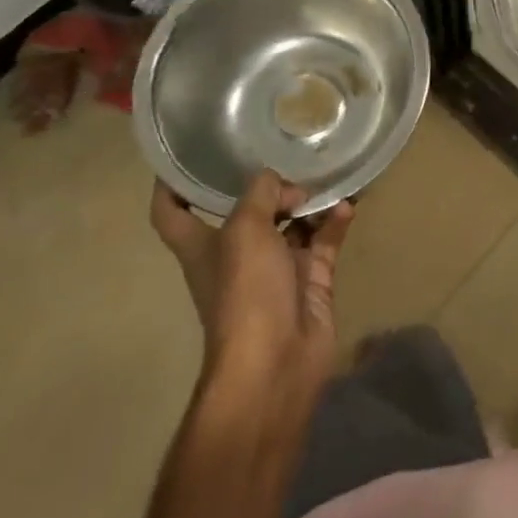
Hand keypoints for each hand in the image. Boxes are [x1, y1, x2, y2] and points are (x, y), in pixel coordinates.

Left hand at [149, 171, 352, 411]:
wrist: (276, 361)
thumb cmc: (244, 293)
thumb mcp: (245, 231)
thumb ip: (261, 194)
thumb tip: (285, 185)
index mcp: (202, 246)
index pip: (172, 213)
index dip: (171, 186)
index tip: (183, 158)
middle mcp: (236, 253)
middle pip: (246, 211)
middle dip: (266, 185)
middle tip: (290, 156)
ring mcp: (275, 268)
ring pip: (291, 222)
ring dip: (308, 200)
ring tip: (326, 176)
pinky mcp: (310, 279)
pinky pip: (323, 240)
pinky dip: (334, 221)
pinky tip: (347, 205)